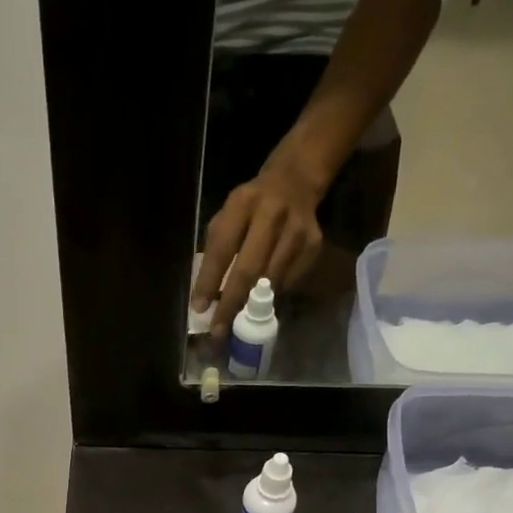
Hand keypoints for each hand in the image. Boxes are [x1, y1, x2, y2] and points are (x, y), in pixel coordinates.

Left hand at [192, 157, 326, 337]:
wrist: (295, 181)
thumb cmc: (250, 207)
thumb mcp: (227, 216)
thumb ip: (216, 250)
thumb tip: (206, 297)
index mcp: (242, 204)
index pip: (222, 248)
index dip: (209, 281)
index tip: (199, 309)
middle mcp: (271, 214)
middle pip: (249, 269)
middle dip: (231, 303)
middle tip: (218, 330)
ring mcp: (297, 229)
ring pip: (271, 279)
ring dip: (252, 305)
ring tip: (237, 322)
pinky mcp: (314, 244)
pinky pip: (290, 280)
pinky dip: (274, 295)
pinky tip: (263, 301)